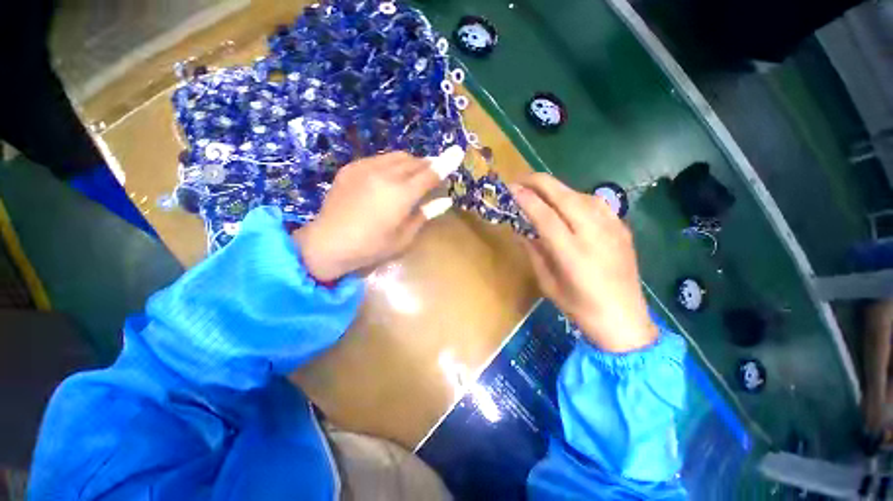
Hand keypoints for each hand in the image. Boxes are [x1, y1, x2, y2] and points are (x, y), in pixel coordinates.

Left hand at [293, 148, 462, 281]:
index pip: (430, 174)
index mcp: (401, 195)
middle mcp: (385, 175)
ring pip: (397, 157)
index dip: (446, 162)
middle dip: (428, 165)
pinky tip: (388, 178)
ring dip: (410, 163)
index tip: (458, 151)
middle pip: (415, 162)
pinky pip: (378, 159)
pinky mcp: (351, 168)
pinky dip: (391, 165)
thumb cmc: (372, 246)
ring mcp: (365, 168)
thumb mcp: (404, 237)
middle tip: (433, 175)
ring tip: (412, 175)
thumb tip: (446, 201)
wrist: (328, 243)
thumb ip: (425, 214)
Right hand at [510, 173, 656, 352]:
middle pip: (564, 196)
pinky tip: (566, 203)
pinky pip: (595, 202)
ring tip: (540, 191)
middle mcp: (594, 234)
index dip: (526, 199)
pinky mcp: (622, 227)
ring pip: (580, 194)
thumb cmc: (579, 307)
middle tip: (520, 179)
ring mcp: (612, 228)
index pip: (545, 215)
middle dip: (539, 182)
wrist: (624, 319)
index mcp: (572, 253)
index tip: (510, 189)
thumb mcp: (547, 283)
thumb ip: (533, 252)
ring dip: (556, 188)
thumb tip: (521, 229)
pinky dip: (575, 197)